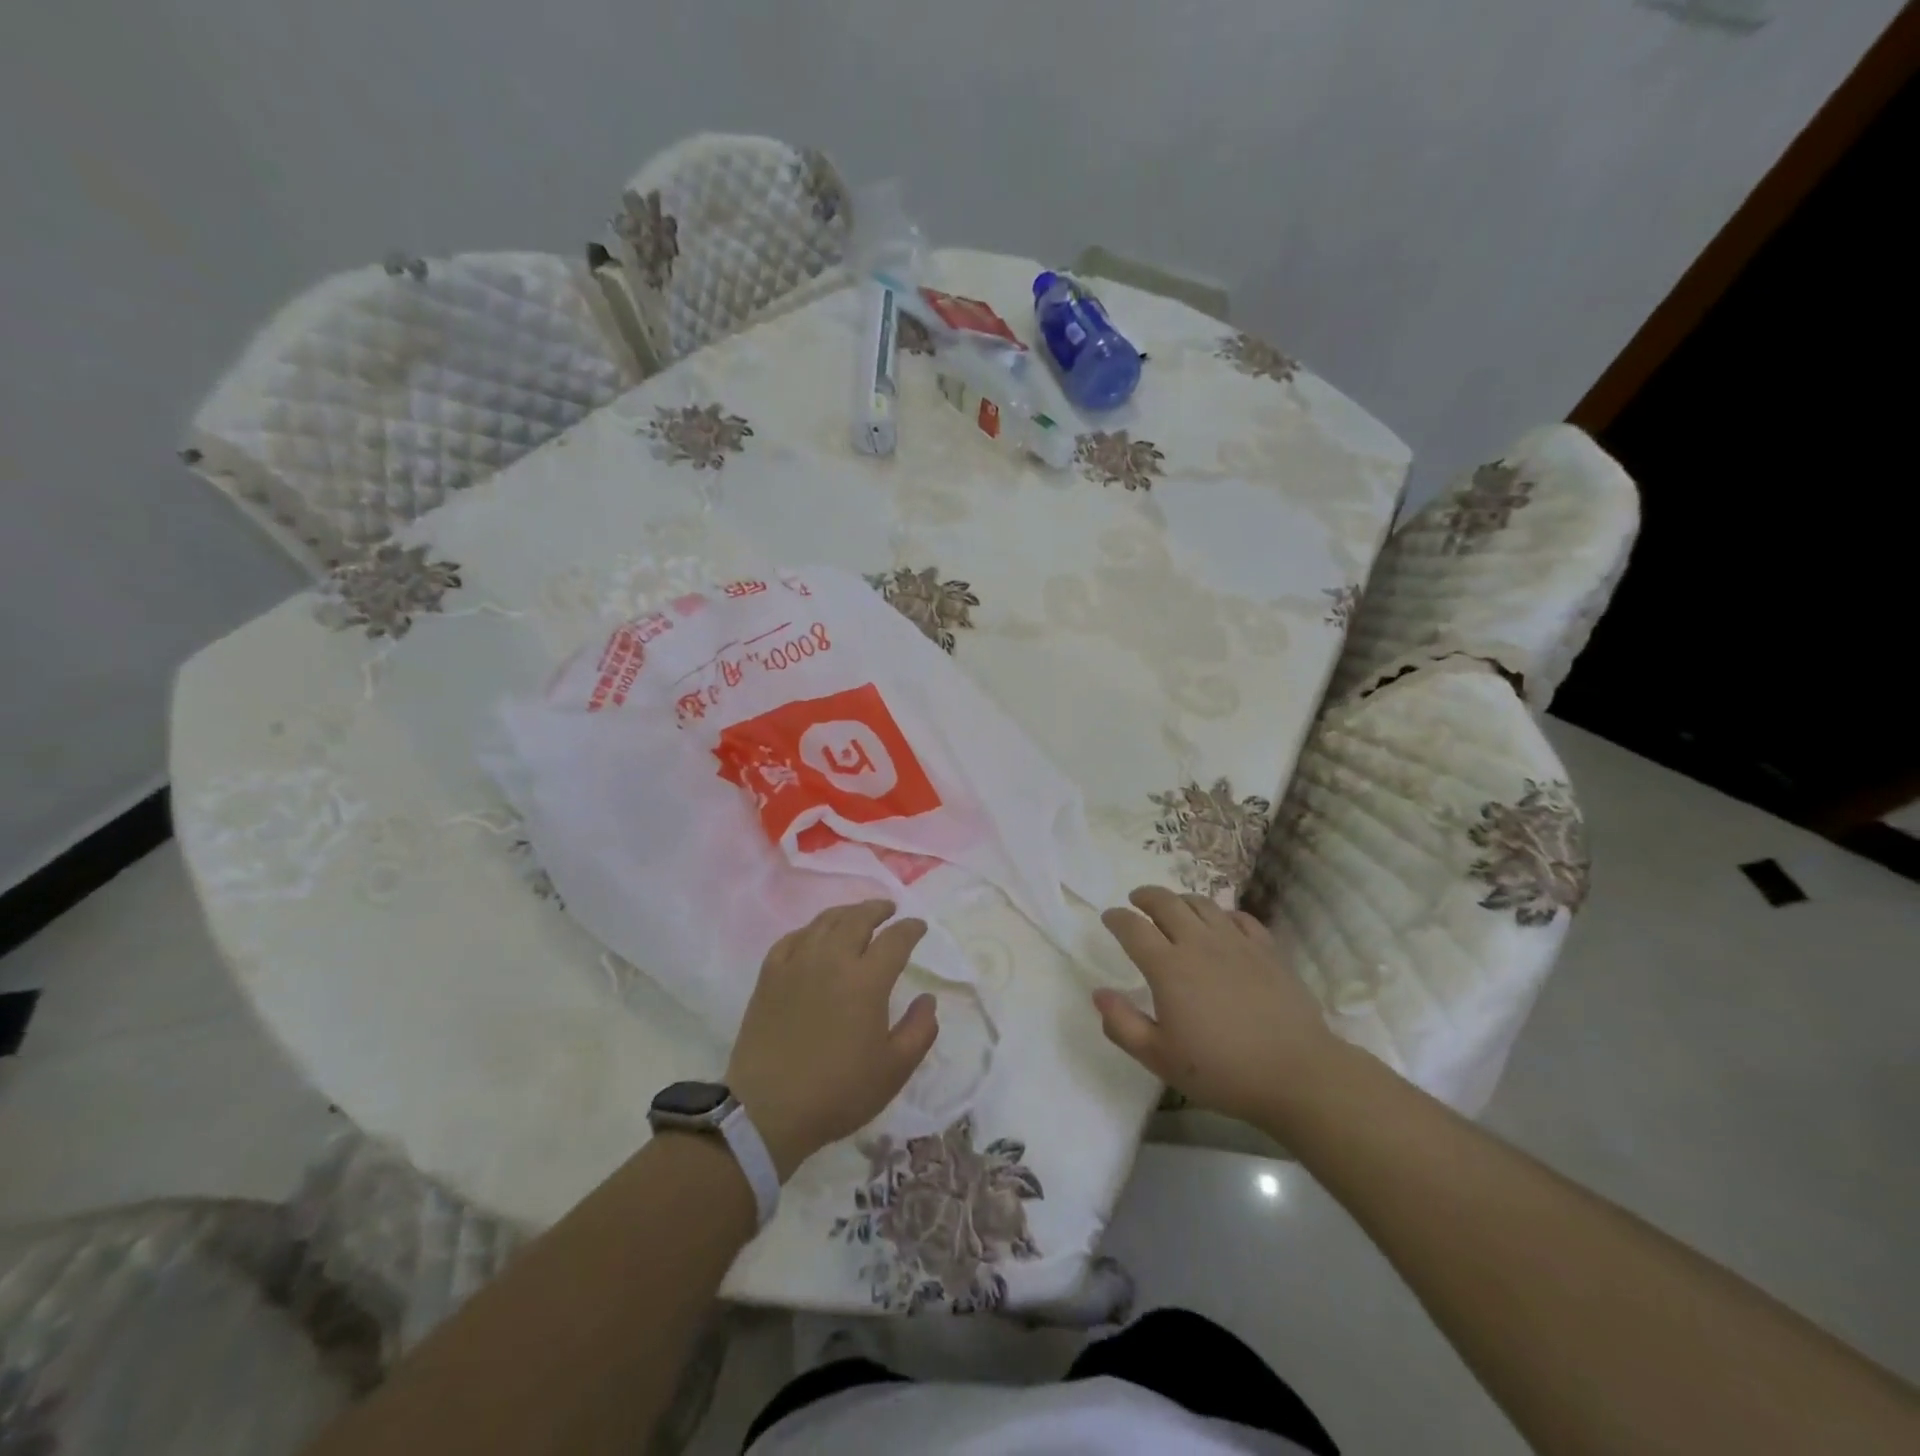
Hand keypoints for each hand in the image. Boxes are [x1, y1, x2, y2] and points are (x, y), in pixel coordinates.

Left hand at [725, 900, 937, 1180]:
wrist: (768, 1110)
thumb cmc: (838, 1092)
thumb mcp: (894, 1070)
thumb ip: (920, 1030)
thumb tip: (928, 999)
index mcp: (867, 980)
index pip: (895, 939)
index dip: (911, 929)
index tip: (919, 927)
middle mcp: (832, 959)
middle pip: (858, 918)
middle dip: (878, 909)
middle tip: (888, 910)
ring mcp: (796, 963)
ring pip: (825, 922)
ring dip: (846, 913)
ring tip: (856, 916)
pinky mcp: (769, 975)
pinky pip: (792, 938)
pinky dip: (810, 930)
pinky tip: (814, 937)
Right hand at [1094, 886, 1340, 1128]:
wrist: (1297, 1074)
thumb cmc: (1222, 1071)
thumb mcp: (1159, 1058)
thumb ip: (1122, 1024)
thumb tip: (1099, 993)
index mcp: (1168, 967)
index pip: (1133, 928)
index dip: (1116, 918)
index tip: (1108, 917)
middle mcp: (1199, 943)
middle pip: (1166, 902)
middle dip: (1146, 896)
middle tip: (1137, 901)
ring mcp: (1236, 942)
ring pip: (1202, 904)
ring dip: (1181, 900)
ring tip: (1174, 908)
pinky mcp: (1267, 949)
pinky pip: (1239, 917)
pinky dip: (1222, 914)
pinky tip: (1221, 925)